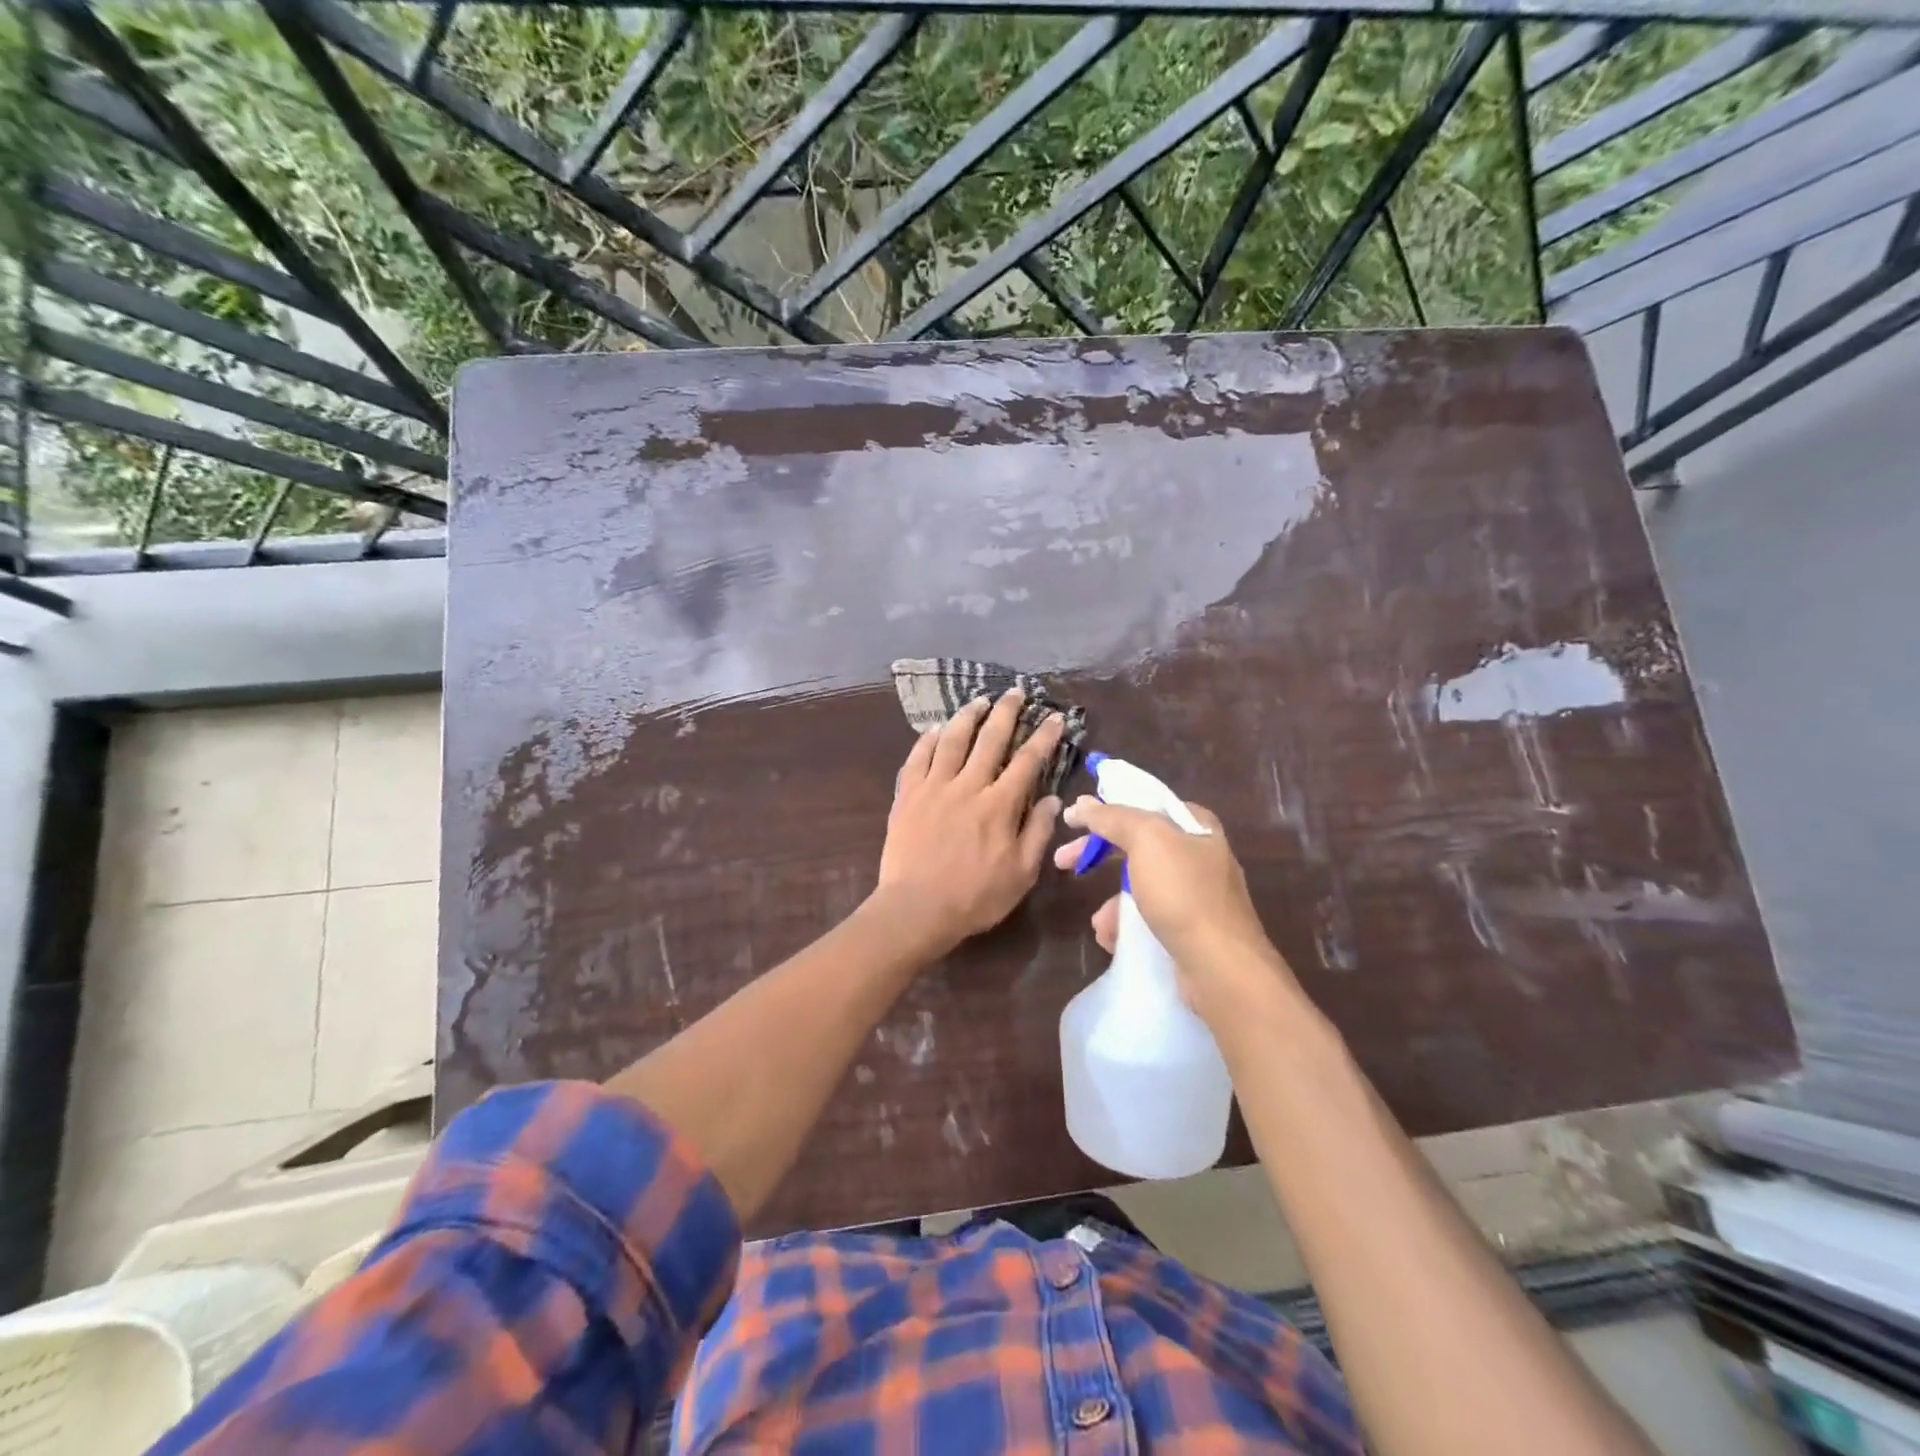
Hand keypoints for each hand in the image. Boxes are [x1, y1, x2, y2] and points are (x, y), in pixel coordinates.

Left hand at [875, 689, 1063, 955]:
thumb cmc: (975, 897)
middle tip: (1015, 692)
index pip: (1028, 761)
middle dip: (1006, 713)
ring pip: (952, 741)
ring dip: (967, 718)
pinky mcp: (907, 796)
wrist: (916, 908)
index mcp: (1000, 805)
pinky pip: (917, 758)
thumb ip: (1038, 832)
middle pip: (990, 739)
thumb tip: (1054, 799)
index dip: (1043, 736)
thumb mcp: (1021, 873)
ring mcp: (934, 787)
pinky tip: (934, 729)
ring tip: (978, 701)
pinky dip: (927, 740)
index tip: (1053, 717)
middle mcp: (968, 786)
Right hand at [1054, 796, 1296, 1017]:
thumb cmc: (1184, 895)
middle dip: (1098, 854)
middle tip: (1063, 861)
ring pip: (1138, 886)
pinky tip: (1114, 940)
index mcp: (1196, 826)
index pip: (1144, 804)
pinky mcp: (1189, 931)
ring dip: (1112, 901)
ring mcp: (1196, 896)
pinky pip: (1147, 919)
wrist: (1220, 968)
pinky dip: (1126, 927)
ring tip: (1100, 923)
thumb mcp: (1147, 840)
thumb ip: (1113, 817)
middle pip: (1136, 844)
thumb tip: (1083, 804)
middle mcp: (1199, 856)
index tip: (1075, 820)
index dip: (1107, 808)